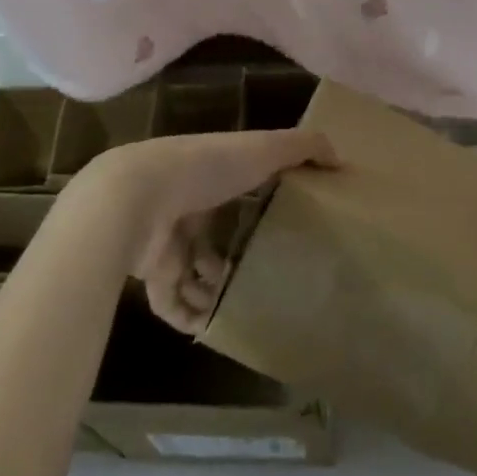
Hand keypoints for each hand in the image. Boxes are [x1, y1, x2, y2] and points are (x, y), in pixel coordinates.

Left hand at [81, 131, 337, 332]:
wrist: (135, 198)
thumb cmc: (204, 169)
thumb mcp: (263, 148)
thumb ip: (303, 148)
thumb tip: (341, 159)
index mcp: (210, 175)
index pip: (236, 193)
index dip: (258, 209)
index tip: (284, 229)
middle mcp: (186, 207)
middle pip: (214, 239)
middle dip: (236, 260)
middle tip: (268, 279)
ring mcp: (166, 241)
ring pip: (193, 274)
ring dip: (216, 292)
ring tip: (245, 306)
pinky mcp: (150, 272)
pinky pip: (172, 302)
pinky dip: (191, 316)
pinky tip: (214, 327)